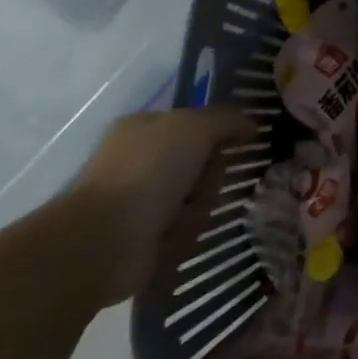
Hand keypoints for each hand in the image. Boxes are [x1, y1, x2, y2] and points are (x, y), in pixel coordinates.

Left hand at [46, 108, 255, 306]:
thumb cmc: (149, 171)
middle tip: (203, 183)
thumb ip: (227, 120)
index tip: (244, 140)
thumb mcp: (195, 128)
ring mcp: (143, 198)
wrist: (106, 238)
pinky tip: (171, 235)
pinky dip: (185, 231)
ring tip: (182, 216)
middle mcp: (143, 159)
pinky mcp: (147, 234)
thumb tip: (251, 125)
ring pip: (199, 196)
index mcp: (146, 127)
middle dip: (210, 176)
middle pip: (203, 162)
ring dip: (199, 206)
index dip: (222, 131)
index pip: (198, 123)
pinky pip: (187, 227)